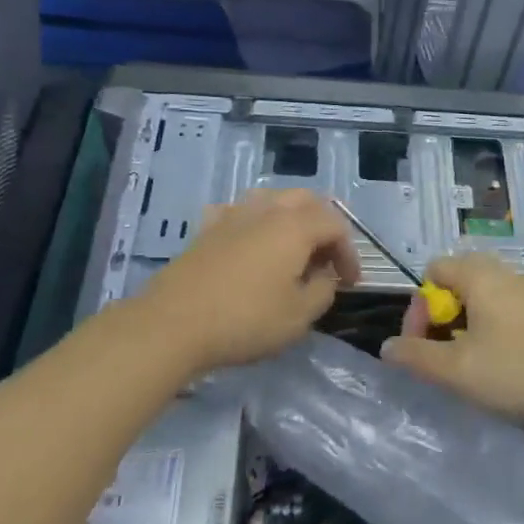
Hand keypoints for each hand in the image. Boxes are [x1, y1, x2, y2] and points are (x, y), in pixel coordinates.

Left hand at [135, 189, 358, 371]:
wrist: (173, 324)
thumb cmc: (245, 320)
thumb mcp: (299, 316)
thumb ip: (323, 290)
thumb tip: (324, 276)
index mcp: (295, 226)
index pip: (336, 225)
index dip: (349, 252)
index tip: (350, 283)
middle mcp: (266, 210)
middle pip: (306, 200)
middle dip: (324, 225)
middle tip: (327, 257)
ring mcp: (233, 215)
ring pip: (272, 199)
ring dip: (291, 218)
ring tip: (293, 249)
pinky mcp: (206, 229)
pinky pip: (239, 212)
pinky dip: (254, 222)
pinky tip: (250, 242)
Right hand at [381, 254, 523, 437]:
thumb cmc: (521, 373)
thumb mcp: (458, 372)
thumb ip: (416, 357)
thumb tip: (387, 347)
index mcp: (481, 276)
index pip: (434, 269)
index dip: (418, 306)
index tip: (422, 346)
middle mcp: (507, 275)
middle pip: (460, 281)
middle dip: (443, 316)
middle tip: (446, 353)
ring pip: (487, 299)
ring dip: (470, 328)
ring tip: (474, 366)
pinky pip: (511, 313)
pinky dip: (497, 333)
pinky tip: (508, 369)